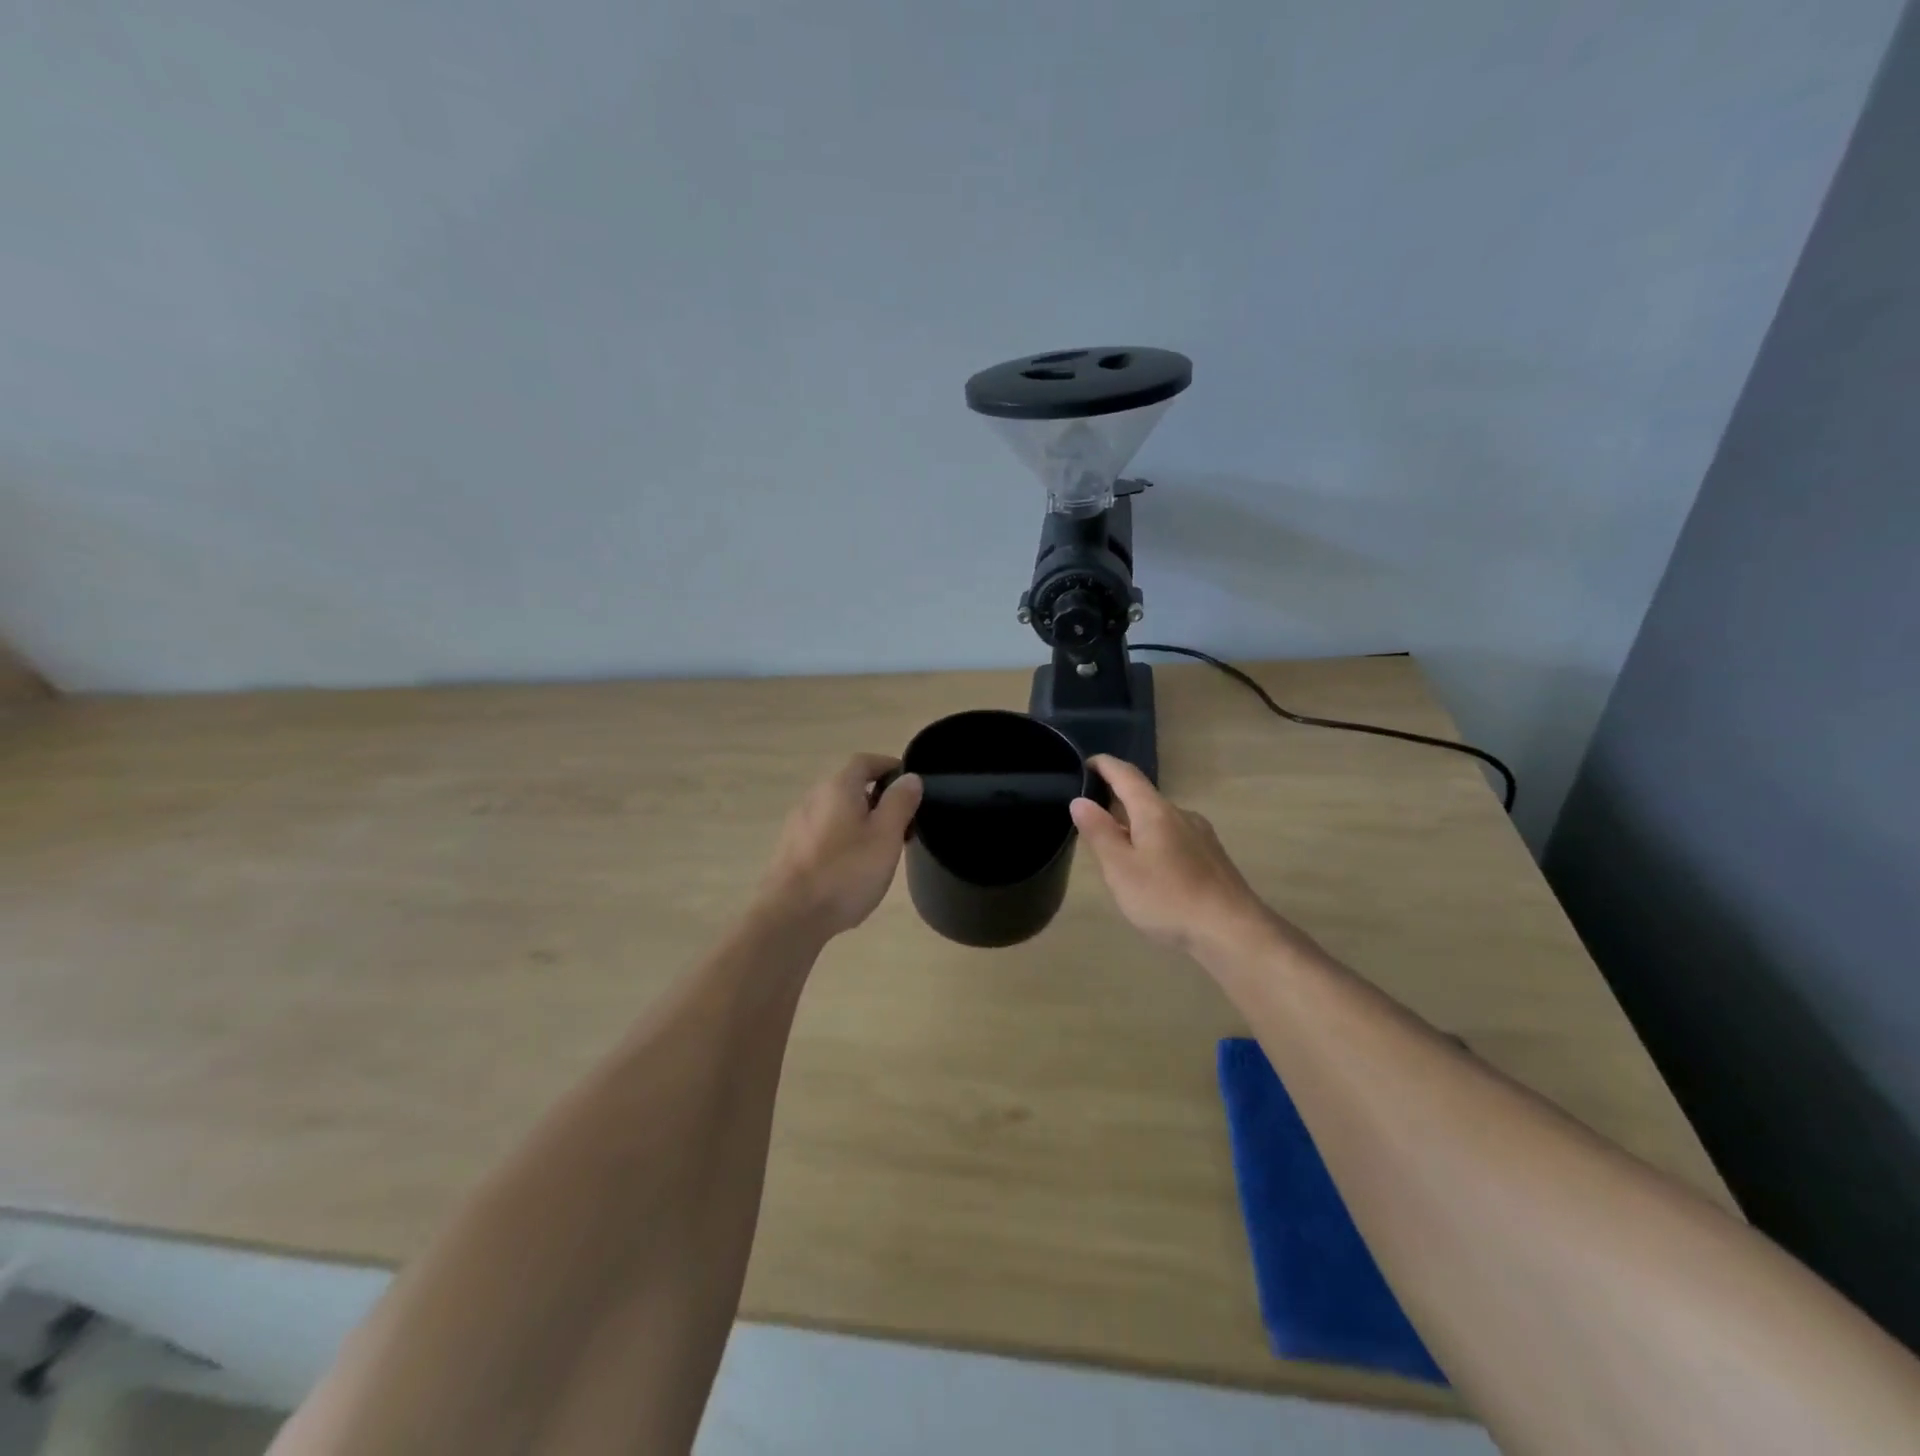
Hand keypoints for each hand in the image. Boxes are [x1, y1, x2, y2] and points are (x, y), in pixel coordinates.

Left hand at [757, 754, 922, 938]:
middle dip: (877, 798)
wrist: (789, 917)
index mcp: (837, 788)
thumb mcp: (885, 836)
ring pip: (836, 812)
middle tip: (902, 823)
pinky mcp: (789, 851)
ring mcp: (797, 825)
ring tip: (880, 848)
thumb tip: (909, 777)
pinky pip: (823, 834)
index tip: (909, 784)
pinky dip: (842, 839)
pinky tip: (852, 868)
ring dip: (860, 821)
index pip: (864, 761)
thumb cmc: (845, 872)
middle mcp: (813, 798)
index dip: (888, 766)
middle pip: (849, 786)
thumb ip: (899, 803)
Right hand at [1070, 755, 1279, 955]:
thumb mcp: (1121, 869)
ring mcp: (1201, 836)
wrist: (1233, 933)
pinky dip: (1153, 842)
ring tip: (1115, 849)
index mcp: (1155, 811)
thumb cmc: (1168, 898)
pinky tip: (1150, 870)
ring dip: (1135, 826)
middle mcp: (1181, 815)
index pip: (1126, 775)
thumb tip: (1080, 800)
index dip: (1104, 765)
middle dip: (1116, 801)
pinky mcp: (1212, 858)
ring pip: (1160, 820)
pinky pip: (1174, 838)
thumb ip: (1099, 832)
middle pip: (1143, 798)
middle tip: (1089, 818)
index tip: (1084, 763)